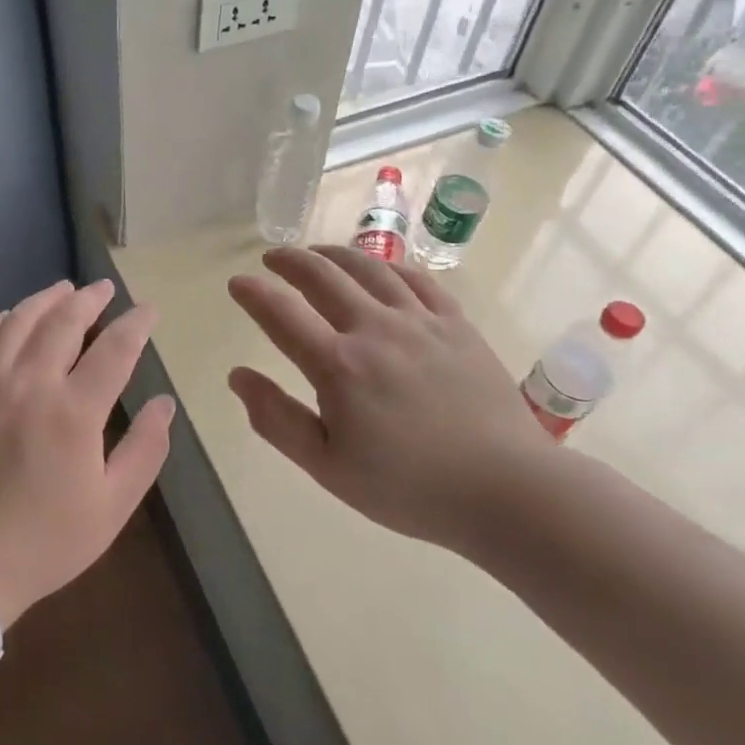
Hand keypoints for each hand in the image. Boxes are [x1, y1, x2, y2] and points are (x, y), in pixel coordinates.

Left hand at [0, 279, 173, 630]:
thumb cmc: (44, 540)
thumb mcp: (112, 507)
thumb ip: (144, 450)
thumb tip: (164, 403)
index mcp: (74, 411)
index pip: (114, 349)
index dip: (135, 324)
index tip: (148, 310)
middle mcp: (30, 383)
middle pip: (63, 322)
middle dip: (89, 300)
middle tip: (104, 289)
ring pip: (18, 322)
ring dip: (45, 300)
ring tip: (63, 289)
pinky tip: (8, 318)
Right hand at [227, 246, 554, 554]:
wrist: (507, 490)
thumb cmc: (409, 487)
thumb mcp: (328, 467)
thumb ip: (277, 419)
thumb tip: (238, 376)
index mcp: (339, 365)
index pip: (281, 313)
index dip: (253, 293)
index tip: (237, 283)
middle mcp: (375, 329)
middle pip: (322, 275)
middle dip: (290, 261)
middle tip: (272, 258)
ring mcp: (420, 321)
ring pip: (368, 267)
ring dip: (333, 254)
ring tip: (317, 253)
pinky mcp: (456, 324)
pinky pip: (416, 279)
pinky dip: (386, 266)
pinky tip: (378, 269)